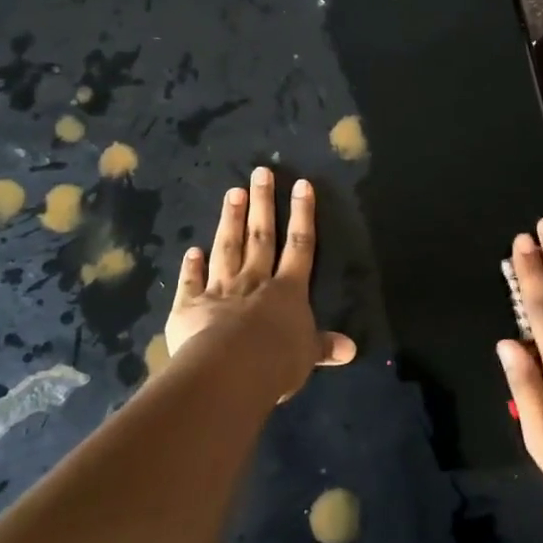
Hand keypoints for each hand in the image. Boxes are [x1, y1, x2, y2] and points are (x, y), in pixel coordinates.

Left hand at [164, 168, 356, 397]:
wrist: (230, 370)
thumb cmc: (277, 362)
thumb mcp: (307, 356)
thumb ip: (324, 346)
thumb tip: (351, 349)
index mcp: (288, 290)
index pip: (300, 245)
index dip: (303, 214)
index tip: (302, 184)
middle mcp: (254, 281)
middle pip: (261, 236)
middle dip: (263, 203)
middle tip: (260, 172)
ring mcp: (220, 290)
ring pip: (227, 248)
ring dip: (231, 221)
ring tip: (233, 192)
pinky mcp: (190, 306)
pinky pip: (192, 281)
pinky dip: (191, 266)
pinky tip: (191, 250)